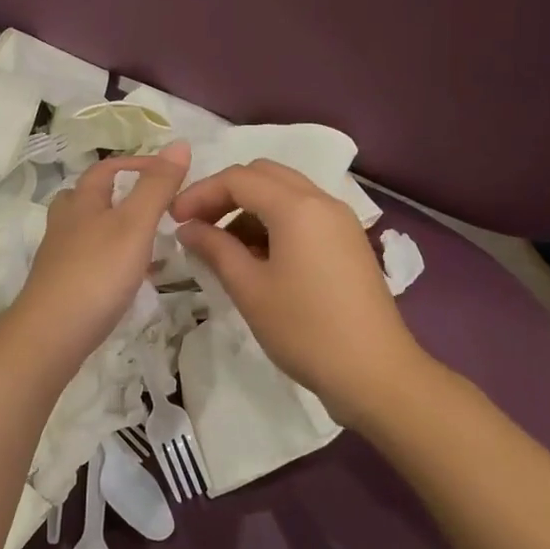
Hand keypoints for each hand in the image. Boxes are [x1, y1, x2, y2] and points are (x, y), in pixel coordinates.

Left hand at [7, 142, 190, 363]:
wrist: (51, 334)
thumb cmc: (96, 272)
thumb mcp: (135, 224)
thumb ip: (157, 186)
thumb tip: (180, 143)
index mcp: (81, 201)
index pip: (106, 168)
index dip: (136, 163)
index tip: (168, 171)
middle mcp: (65, 223)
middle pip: (88, 197)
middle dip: (118, 194)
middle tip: (153, 204)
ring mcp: (60, 256)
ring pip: (88, 230)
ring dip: (116, 228)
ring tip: (148, 240)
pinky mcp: (62, 285)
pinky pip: (90, 260)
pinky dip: (112, 259)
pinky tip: (130, 278)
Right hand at [171, 159, 421, 418]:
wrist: (375, 373)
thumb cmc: (305, 330)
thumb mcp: (250, 289)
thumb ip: (215, 249)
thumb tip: (187, 228)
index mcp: (297, 207)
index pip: (238, 179)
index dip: (200, 193)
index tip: (174, 219)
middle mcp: (322, 201)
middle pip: (264, 175)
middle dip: (225, 193)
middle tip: (198, 225)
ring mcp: (340, 221)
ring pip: (285, 193)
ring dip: (249, 208)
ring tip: (223, 247)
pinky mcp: (348, 242)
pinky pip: (304, 214)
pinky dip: (274, 222)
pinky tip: (257, 257)